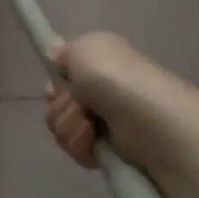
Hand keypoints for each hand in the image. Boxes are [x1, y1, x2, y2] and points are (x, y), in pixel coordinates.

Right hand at [44, 32, 178, 169]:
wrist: (144, 118)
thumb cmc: (114, 77)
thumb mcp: (84, 48)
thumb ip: (63, 51)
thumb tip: (55, 53)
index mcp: (99, 65)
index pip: (62, 77)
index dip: (55, 85)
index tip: (54, 89)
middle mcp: (100, 92)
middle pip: (56, 104)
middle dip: (61, 106)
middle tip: (79, 104)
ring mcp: (103, 122)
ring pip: (61, 127)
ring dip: (70, 125)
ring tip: (90, 124)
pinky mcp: (105, 149)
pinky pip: (74, 147)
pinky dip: (80, 144)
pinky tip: (94, 139)